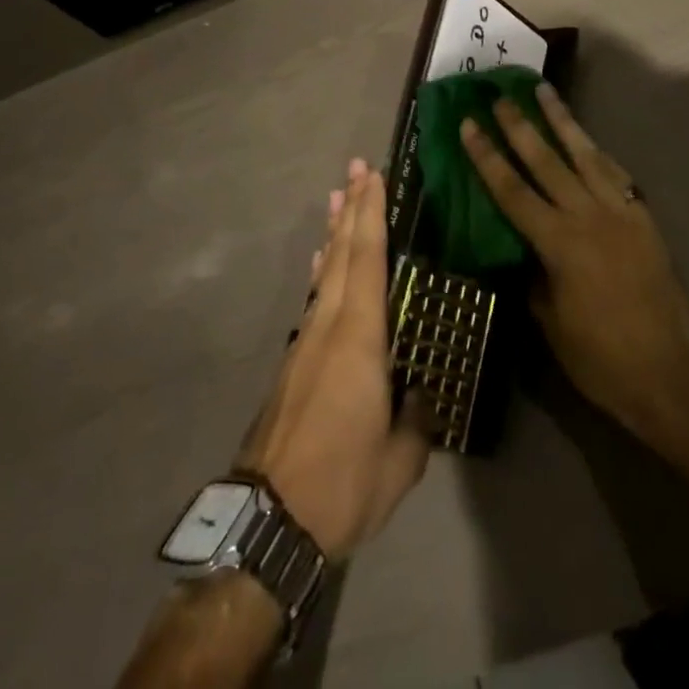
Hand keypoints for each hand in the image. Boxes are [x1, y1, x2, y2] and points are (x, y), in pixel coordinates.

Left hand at [237, 161, 430, 559]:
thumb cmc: (342, 483)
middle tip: (356, 168)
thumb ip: (415, 420)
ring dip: (333, 232)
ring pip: (323, 272)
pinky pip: (313, 298)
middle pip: (341, 254)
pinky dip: (320, 269)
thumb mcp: (399, 461)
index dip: (371, 215)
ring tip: (338, 197)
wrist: (268, 521)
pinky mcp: (293, 362)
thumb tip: (420, 397)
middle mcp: (329, 327)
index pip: (368, 261)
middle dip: (352, 208)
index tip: (373, 176)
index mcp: (359, 339)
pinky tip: (320, 261)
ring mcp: (306, 342)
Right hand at [459, 82, 688, 436]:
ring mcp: (620, 213)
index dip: (487, 156)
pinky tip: (587, 140)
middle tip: (501, 96)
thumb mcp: (550, 322)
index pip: (512, 190)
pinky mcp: (644, 218)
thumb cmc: (600, 358)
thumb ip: (533, 277)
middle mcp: (588, 216)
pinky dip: (598, 152)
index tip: (469, 124)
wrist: (669, 374)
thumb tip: (523, 252)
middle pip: (546, 160)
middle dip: (520, 126)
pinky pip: (617, 174)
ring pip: (585, 155)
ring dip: (562, 121)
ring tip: (544, 91)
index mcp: (558, 243)